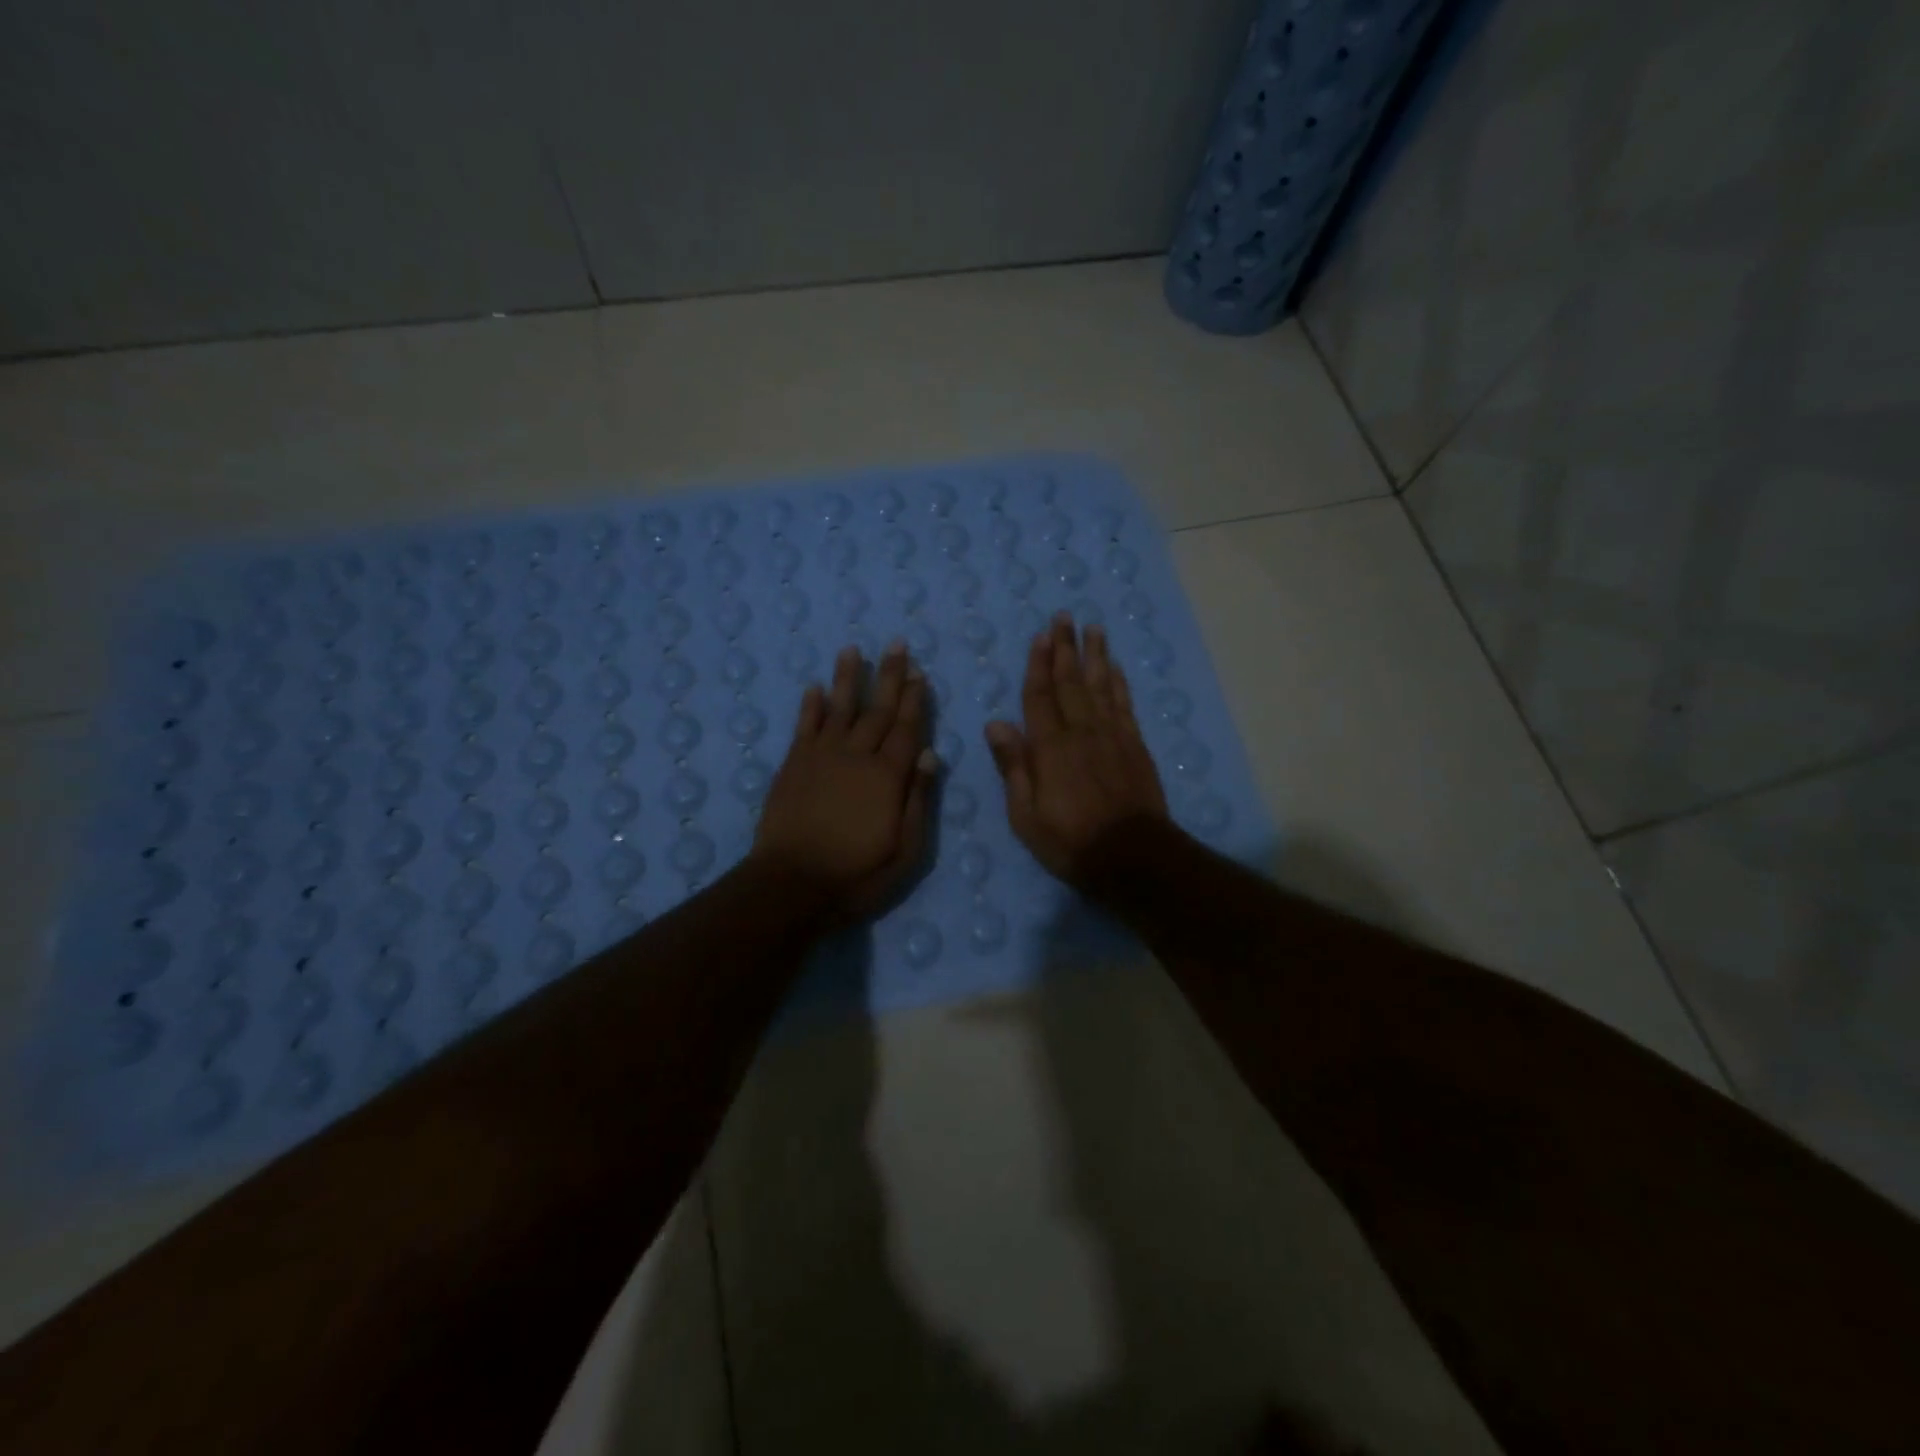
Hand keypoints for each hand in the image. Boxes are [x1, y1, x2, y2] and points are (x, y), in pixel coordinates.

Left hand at [753, 641, 937, 920]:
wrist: (792, 885)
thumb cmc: (857, 874)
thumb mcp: (905, 850)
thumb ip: (918, 800)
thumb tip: (929, 754)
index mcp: (887, 777)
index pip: (906, 729)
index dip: (914, 700)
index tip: (919, 672)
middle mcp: (856, 756)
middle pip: (877, 710)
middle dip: (889, 676)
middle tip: (896, 644)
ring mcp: (821, 757)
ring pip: (839, 708)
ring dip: (847, 678)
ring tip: (852, 649)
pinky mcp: (793, 765)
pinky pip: (804, 727)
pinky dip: (811, 706)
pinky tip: (815, 688)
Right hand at [984, 612, 1168, 884]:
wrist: (1132, 856)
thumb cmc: (1070, 841)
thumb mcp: (1025, 814)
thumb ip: (1013, 766)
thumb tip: (996, 723)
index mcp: (1049, 748)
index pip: (1039, 697)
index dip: (1038, 665)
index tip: (1040, 636)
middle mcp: (1081, 731)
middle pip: (1070, 682)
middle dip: (1065, 648)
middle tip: (1064, 617)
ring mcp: (1112, 736)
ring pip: (1101, 686)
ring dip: (1095, 655)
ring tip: (1093, 629)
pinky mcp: (1134, 745)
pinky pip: (1124, 705)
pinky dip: (1119, 683)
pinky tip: (1115, 667)